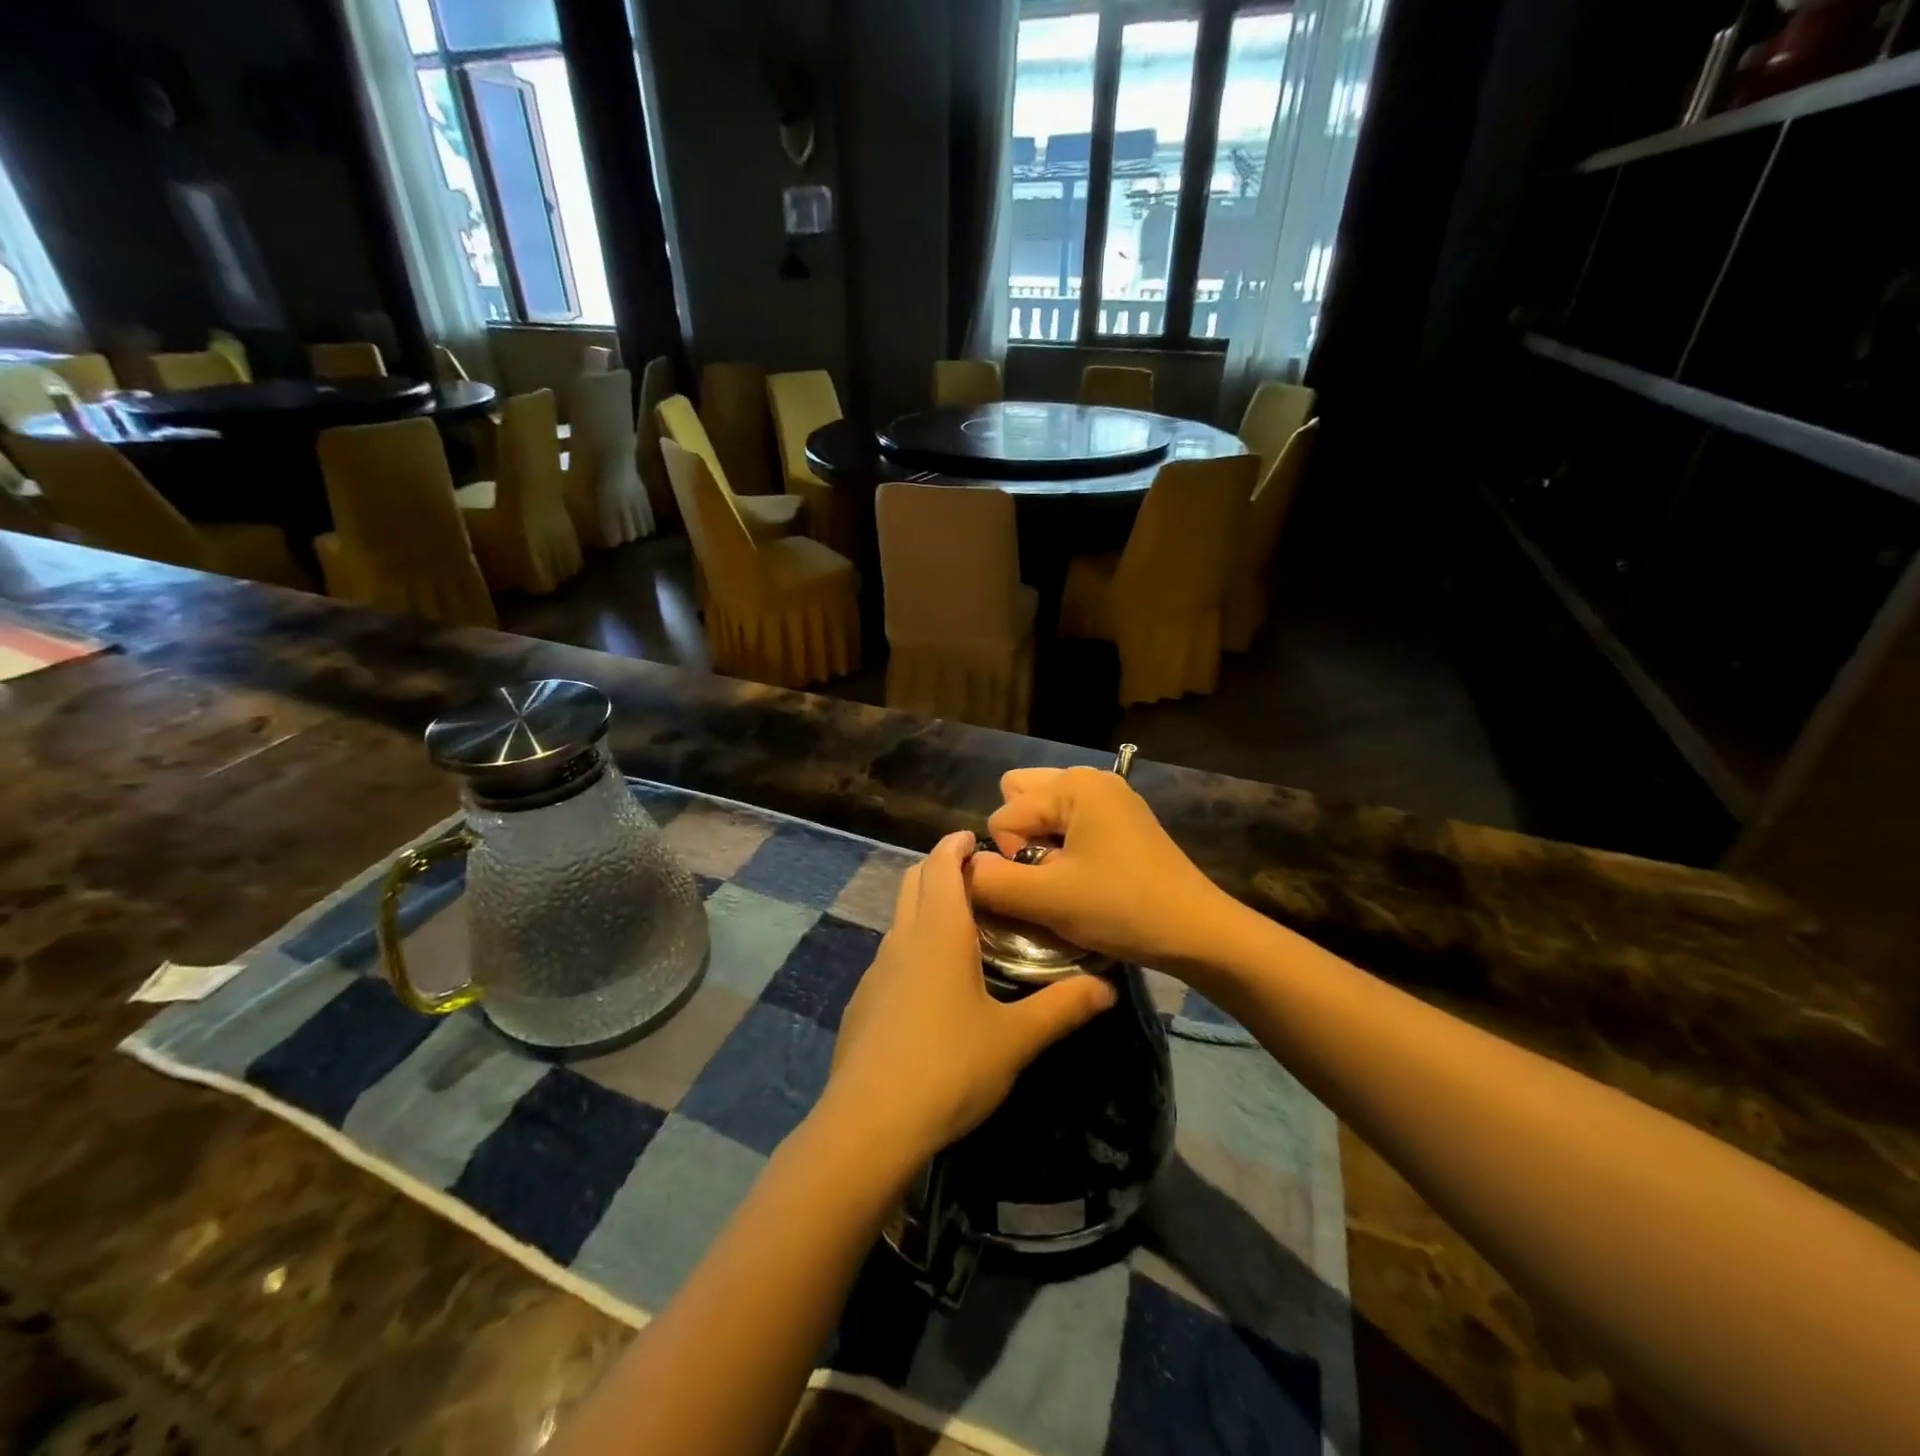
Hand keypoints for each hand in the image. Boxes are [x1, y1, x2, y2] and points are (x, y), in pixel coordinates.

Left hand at [822, 830, 1116, 1166]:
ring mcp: (876, 969)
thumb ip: (1062, 1008)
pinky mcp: (863, 1000)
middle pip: (914, 880)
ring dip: (926, 906)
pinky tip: (933, 984)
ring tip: (963, 927)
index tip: (980, 840)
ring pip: (900, 917)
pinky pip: (891, 954)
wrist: (870, 1122)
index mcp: (938, 930)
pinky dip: (913, 944)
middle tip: (980, 879)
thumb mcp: (1015, 1039)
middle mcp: (902, 938)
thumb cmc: (949, 1067)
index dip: (957, 844)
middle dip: (941, 867)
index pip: (941, 862)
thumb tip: (1108, 986)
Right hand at [968, 766, 1237, 976]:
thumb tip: (961, 869)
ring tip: (1063, 878)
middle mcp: (1090, 778)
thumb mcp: (1048, 899)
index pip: (1004, 814)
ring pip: (1044, 810)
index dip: (1012, 858)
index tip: (1047, 887)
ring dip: (1041, 843)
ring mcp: (1110, 798)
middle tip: (1047, 875)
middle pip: (1020, 797)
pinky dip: (1063, 846)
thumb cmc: (1122, 908)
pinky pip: (1070, 821)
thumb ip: (991, 881)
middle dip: (1020, 838)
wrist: (1198, 933)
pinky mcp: (1122, 821)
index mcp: (1073, 784)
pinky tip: (1084, 878)